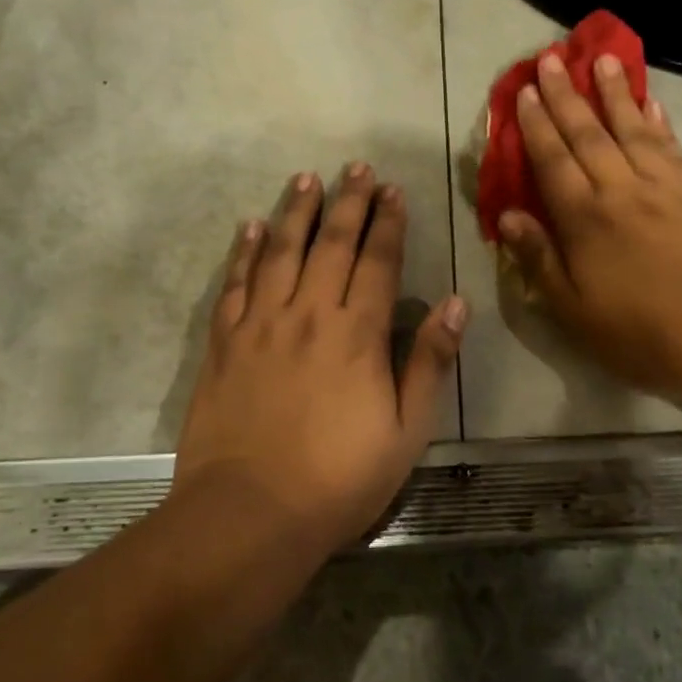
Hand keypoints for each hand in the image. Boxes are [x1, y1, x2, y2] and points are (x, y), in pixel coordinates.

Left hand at [172, 164, 465, 551]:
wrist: (249, 514)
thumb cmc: (339, 479)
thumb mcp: (406, 430)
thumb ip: (429, 362)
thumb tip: (457, 304)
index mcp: (358, 334)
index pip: (378, 262)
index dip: (388, 223)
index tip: (393, 191)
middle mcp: (310, 314)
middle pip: (331, 244)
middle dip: (348, 202)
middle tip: (356, 167)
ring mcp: (262, 325)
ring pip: (281, 252)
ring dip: (296, 211)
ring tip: (306, 178)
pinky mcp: (225, 343)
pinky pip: (235, 284)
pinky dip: (244, 252)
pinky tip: (250, 226)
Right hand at [498, 53, 681, 417]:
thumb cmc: (640, 331)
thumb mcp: (573, 310)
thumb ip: (539, 259)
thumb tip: (507, 215)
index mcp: (584, 219)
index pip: (552, 161)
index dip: (536, 125)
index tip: (524, 91)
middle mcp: (620, 190)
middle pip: (587, 134)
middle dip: (566, 95)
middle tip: (551, 58)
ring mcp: (662, 188)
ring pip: (632, 129)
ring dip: (615, 93)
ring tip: (604, 60)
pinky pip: (671, 148)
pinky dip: (659, 122)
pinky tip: (652, 102)